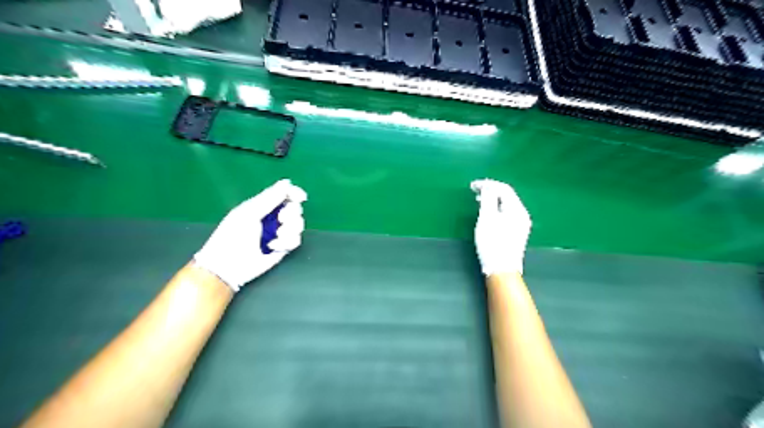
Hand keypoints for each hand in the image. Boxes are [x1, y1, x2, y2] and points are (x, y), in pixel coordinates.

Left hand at [195, 178, 305, 291]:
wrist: (229, 266)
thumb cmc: (233, 236)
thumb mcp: (249, 213)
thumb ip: (269, 198)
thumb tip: (287, 182)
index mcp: (263, 206)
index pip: (284, 195)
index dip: (294, 194)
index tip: (300, 197)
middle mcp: (273, 218)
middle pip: (295, 209)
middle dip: (291, 214)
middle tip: (281, 220)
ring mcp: (279, 232)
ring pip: (298, 224)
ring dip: (290, 230)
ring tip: (276, 237)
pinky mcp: (283, 247)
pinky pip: (296, 240)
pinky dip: (287, 242)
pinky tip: (274, 247)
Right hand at [472, 179, 532, 275]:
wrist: (501, 269)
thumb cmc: (492, 243)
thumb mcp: (487, 218)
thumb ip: (487, 199)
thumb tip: (487, 186)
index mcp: (517, 209)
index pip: (504, 189)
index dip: (488, 184)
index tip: (472, 185)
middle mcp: (522, 214)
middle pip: (507, 195)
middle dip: (490, 190)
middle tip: (474, 191)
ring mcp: (521, 224)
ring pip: (506, 204)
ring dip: (493, 199)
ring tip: (478, 200)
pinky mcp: (516, 231)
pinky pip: (506, 213)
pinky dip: (496, 208)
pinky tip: (488, 213)